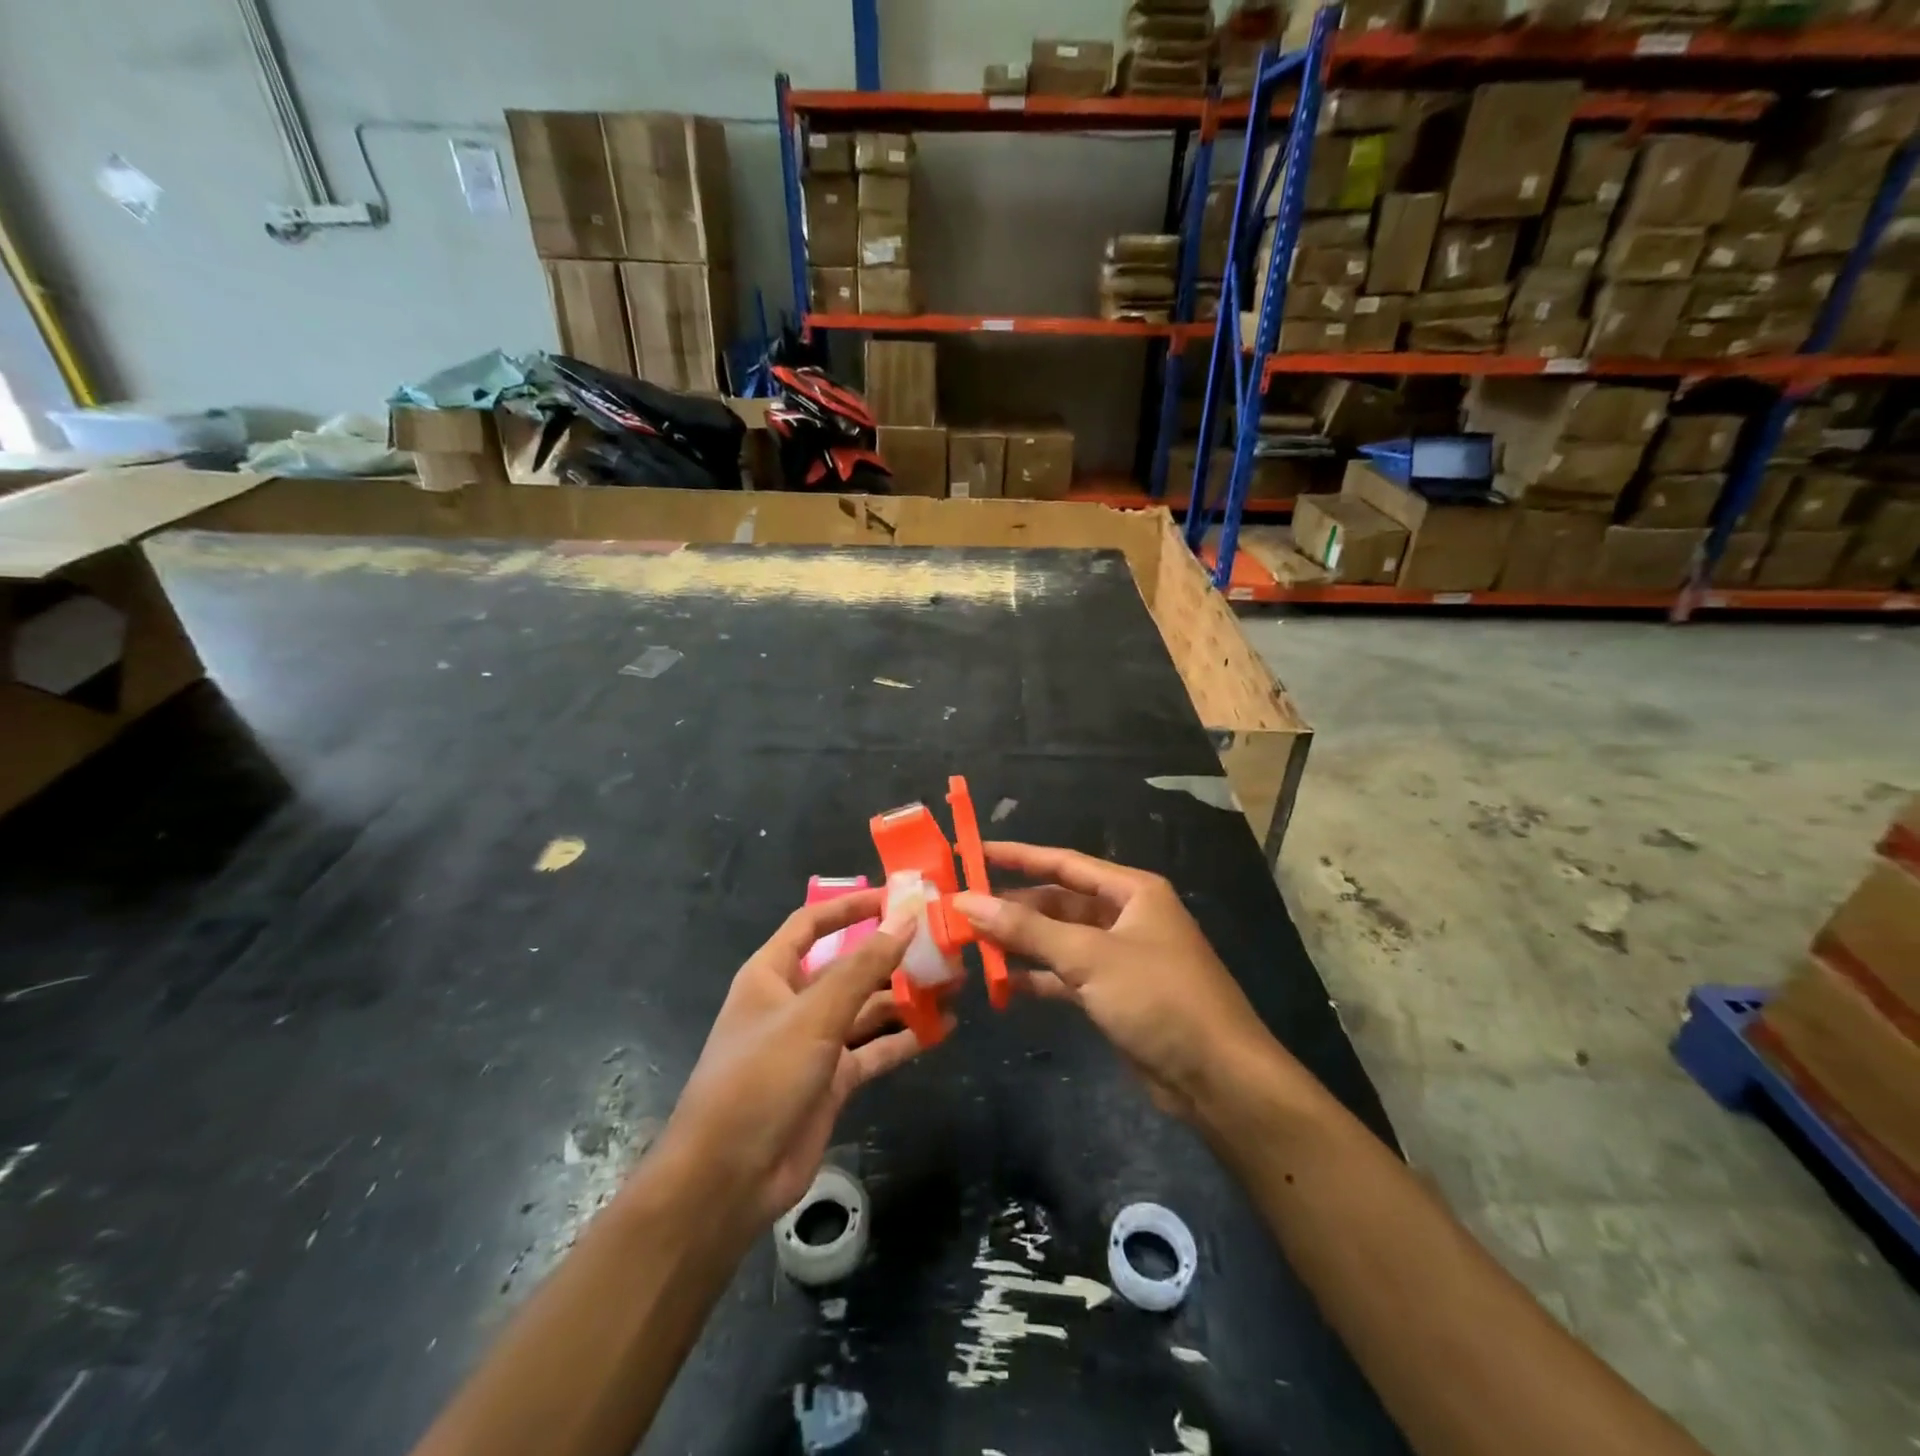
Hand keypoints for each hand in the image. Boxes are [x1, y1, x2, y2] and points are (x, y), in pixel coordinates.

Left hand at [654, 893, 940, 1235]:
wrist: (727, 1179)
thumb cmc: (761, 1078)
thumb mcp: (814, 1015)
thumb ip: (863, 966)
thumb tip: (906, 916)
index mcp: (772, 974)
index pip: (813, 923)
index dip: (852, 906)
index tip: (897, 897)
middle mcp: (794, 1002)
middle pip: (849, 966)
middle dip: (892, 955)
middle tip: (943, 945)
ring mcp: (814, 1043)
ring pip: (866, 1008)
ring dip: (905, 997)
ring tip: (953, 985)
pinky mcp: (832, 1081)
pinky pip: (873, 1050)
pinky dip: (903, 1039)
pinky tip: (940, 1030)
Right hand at [953, 843, 1271, 1121]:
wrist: (1217, 1078)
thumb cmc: (1158, 998)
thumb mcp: (1089, 957)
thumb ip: (1027, 929)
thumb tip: (967, 901)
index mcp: (1131, 891)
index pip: (1063, 863)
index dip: (1017, 856)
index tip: (972, 853)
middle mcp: (1126, 916)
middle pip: (1058, 902)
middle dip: (1013, 906)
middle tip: (961, 909)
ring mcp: (1120, 957)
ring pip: (1059, 940)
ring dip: (1021, 943)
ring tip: (970, 944)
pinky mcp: (1115, 994)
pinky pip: (1066, 975)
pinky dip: (1038, 977)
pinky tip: (1002, 984)